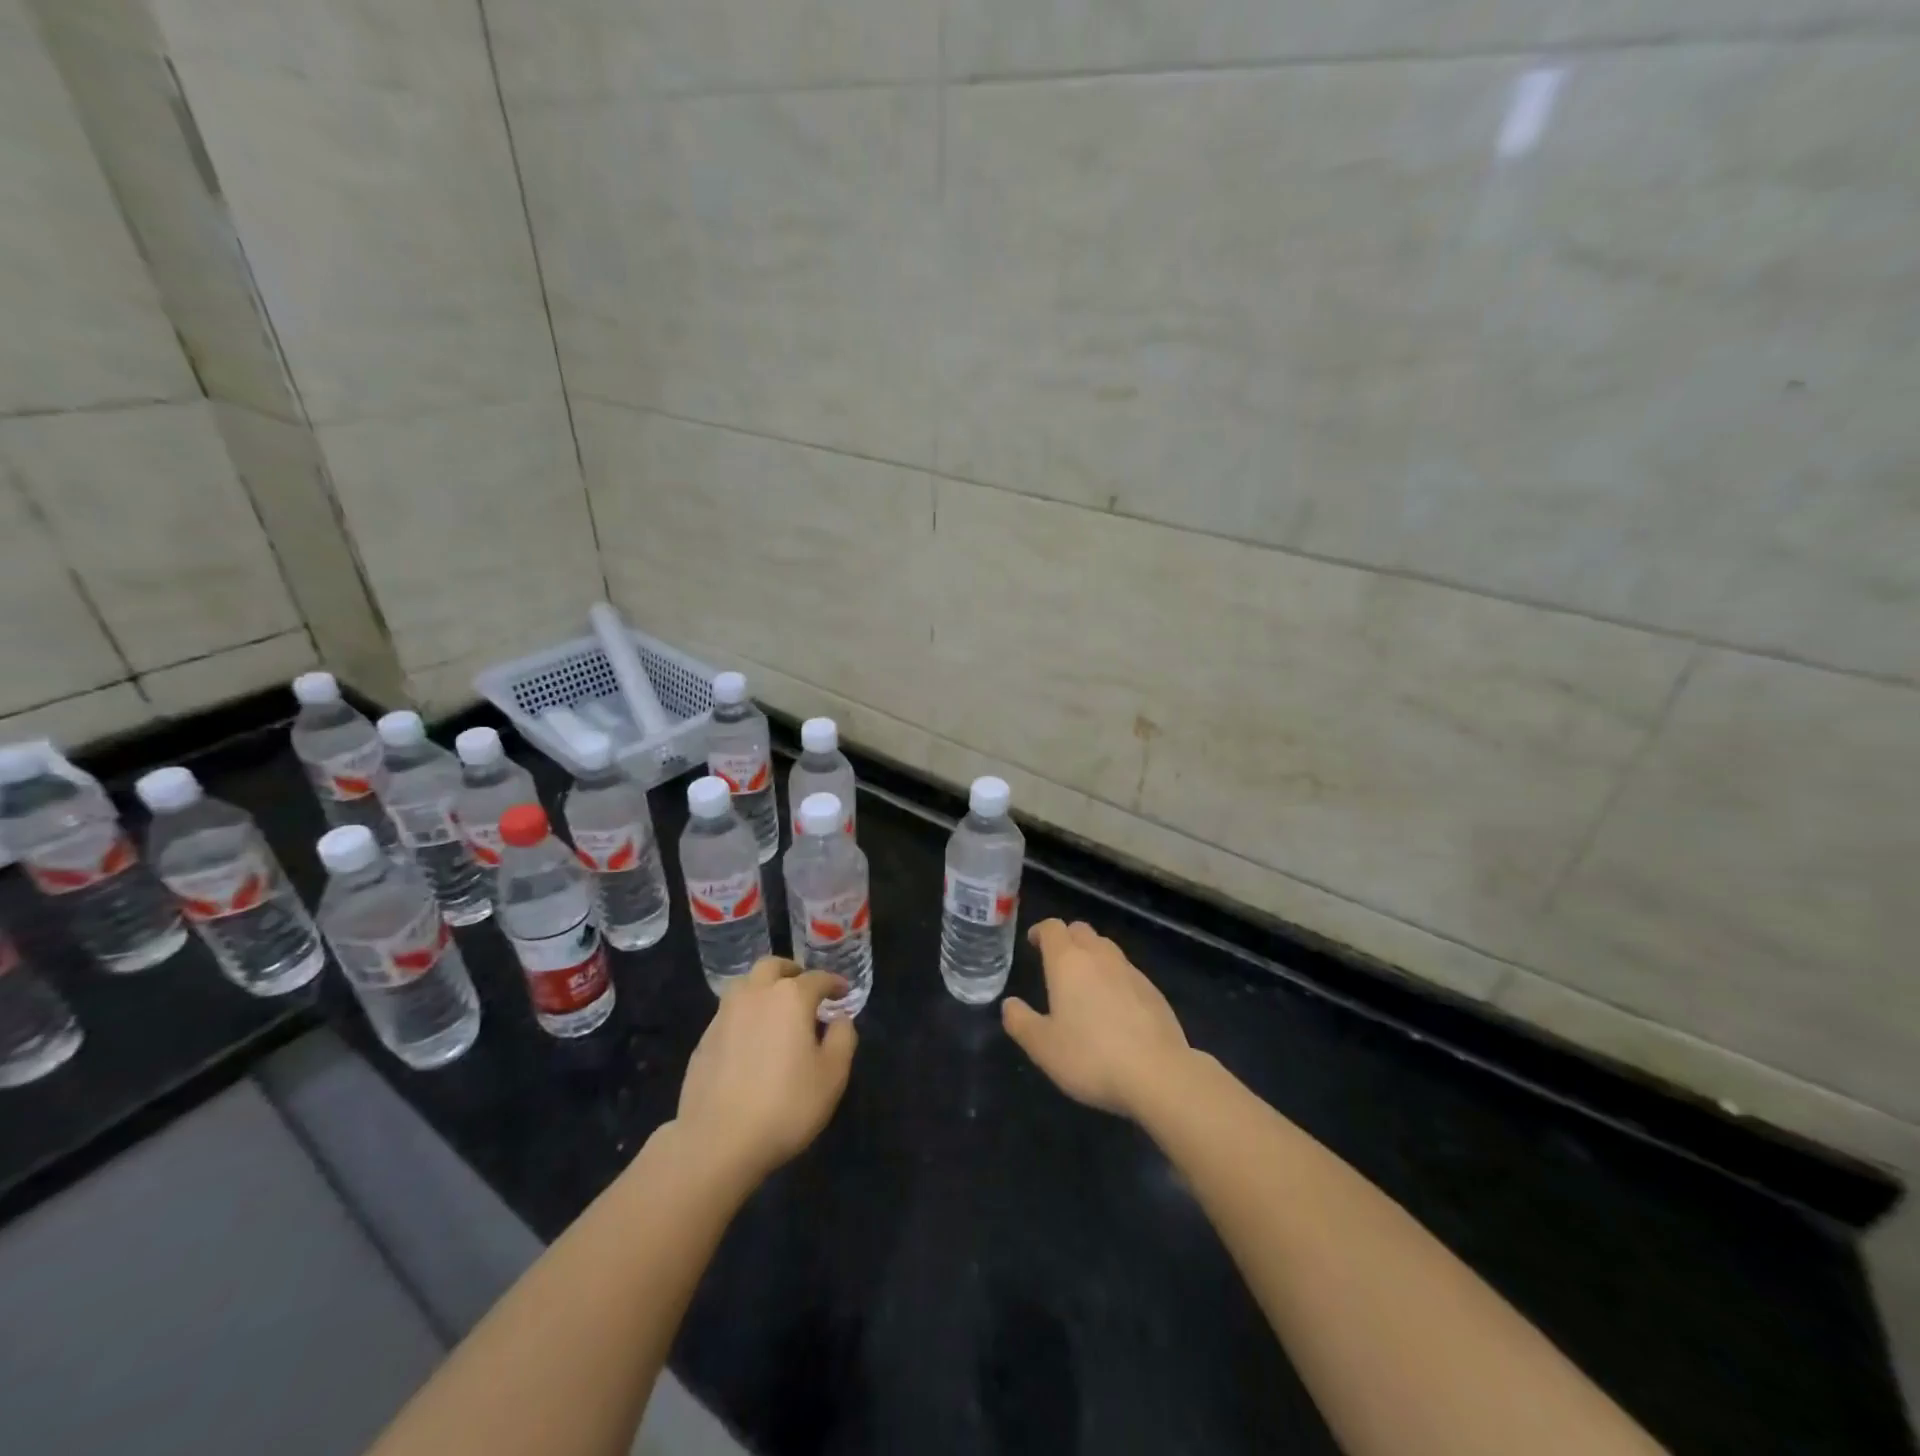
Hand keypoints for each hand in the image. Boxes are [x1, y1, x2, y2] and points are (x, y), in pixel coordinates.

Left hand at [672, 958, 856, 1189]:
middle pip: (773, 966)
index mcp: (791, 997)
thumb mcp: (832, 1075)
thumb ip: (843, 1038)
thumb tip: (839, 1019)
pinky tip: (751, 1040)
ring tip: (775, 1010)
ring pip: (745, 984)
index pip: (818, 978)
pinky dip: (745, 1015)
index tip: (843, 992)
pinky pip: (729, 1013)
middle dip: (792, 972)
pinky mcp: (704, 1039)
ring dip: (763, 988)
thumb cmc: (786, 1105)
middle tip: (804, 988)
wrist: (717, 1141)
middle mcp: (756, 995)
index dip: (834, 983)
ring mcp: (724, 1015)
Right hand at [1002, 919, 1190, 1120]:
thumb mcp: (1043, 1047)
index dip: (1041, 931)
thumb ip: (1021, 1022)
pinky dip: (1114, 977)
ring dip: (1092, 955)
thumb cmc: (1091, 1057)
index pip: (1053, 928)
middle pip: (1081, 931)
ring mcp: (1130, 971)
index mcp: (1068, 962)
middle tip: (1056, 961)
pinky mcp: (1153, 991)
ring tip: (1084, 982)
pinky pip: (1126, 971)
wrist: (1158, 1074)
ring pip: (1106, 948)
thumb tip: (1009, 1004)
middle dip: (1066, 939)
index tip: (1033, 942)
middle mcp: (1099, 957)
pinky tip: (1114, 1006)